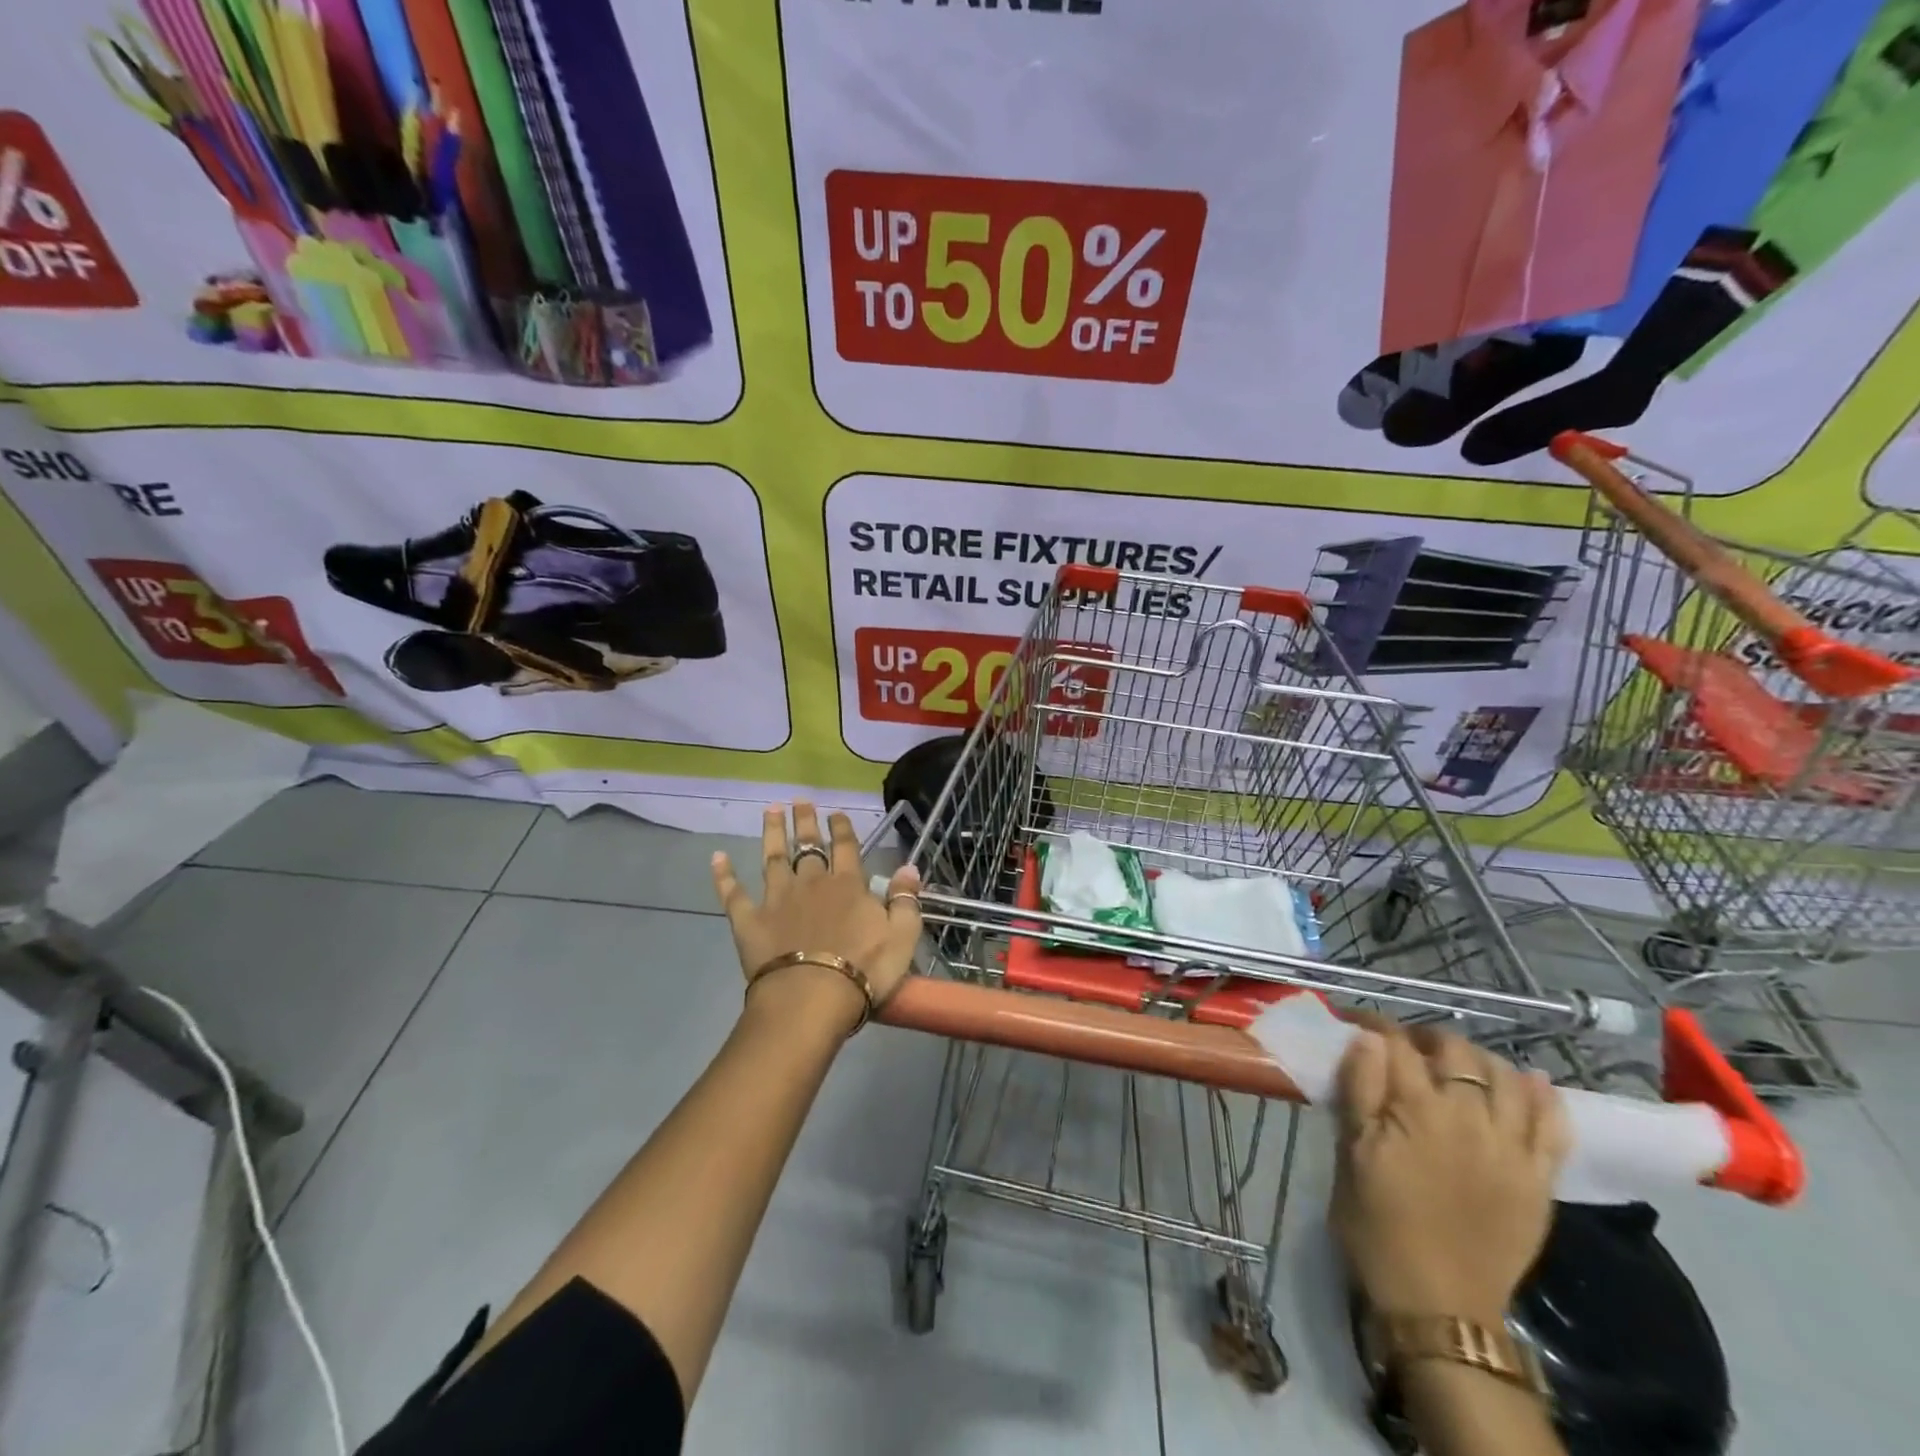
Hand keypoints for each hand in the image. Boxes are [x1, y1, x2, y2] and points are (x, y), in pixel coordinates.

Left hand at [712, 803, 922, 1032]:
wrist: (812, 997)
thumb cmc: (864, 970)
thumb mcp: (902, 936)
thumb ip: (905, 900)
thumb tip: (909, 867)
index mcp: (848, 885)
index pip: (846, 847)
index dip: (841, 828)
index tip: (836, 813)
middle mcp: (811, 883)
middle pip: (807, 845)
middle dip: (805, 822)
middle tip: (799, 800)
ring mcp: (776, 899)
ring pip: (773, 858)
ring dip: (772, 833)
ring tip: (770, 811)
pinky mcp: (749, 921)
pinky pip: (734, 893)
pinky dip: (724, 875)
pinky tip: (717, 858)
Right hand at [1331, 1030, 1569, 1323]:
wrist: (1438, 1305)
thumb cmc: (1377, 1224)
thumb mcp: (1350, 1154)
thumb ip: (1359, 1090)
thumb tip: (1367, 1038)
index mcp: (1417, 1110)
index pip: (1398, 1045)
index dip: (1376, 1026)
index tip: (1358, 1022)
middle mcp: (1471, 1118)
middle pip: (1457, 1053)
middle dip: (1428, 1038)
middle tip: (1407, 1046)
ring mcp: (1512, 1149)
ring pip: (1507, 1078)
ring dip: (1480, 1060)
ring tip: (1459, 1064)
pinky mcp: (1540, 1178)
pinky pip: (1554, 1126)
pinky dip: (1544, 1097)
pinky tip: (1530, 1082)